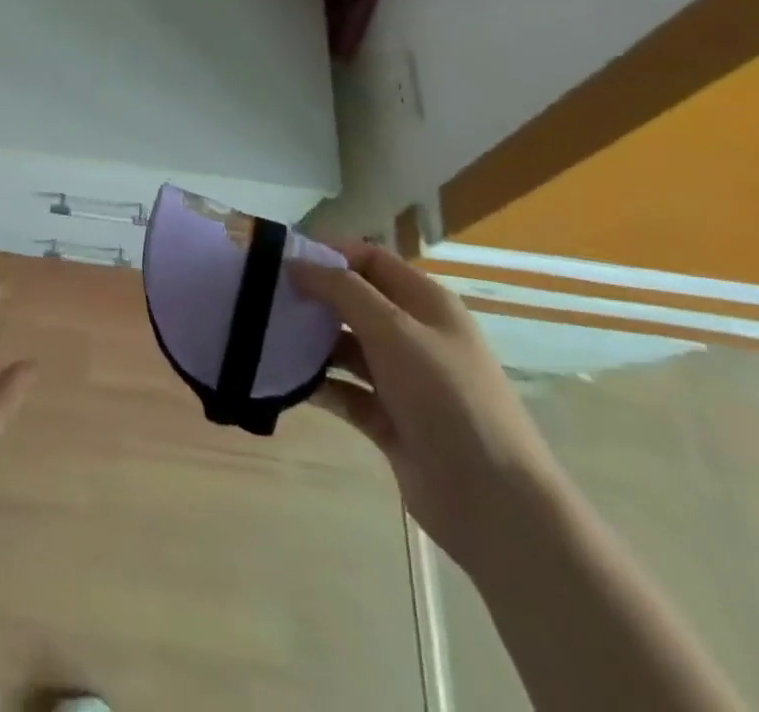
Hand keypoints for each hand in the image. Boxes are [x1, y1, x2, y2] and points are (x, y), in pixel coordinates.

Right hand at [289, 242, 563, 568]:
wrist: (494, 503)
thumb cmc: (447, 398)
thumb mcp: (394, 330)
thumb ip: (342, 290)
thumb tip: (295, 262)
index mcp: (425, 303)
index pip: (370, 260)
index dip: (328, 254)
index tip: (280, 259)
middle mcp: (414, 335)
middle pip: (354, 301)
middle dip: (313, 297)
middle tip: (264, 297)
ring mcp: (402, 380)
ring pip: (346, 347)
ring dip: (311, 342)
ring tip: (266, 337)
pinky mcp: (389, 420)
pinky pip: (345, 391)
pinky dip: (319, 384)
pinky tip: (285, 382)